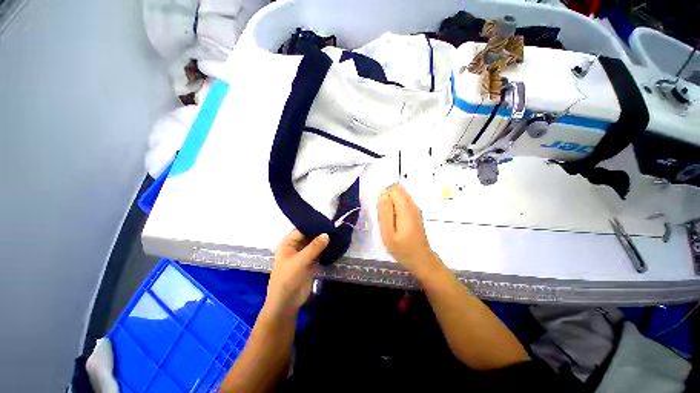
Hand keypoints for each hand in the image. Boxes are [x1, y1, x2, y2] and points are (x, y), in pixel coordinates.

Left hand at [266, 230, 328, 314]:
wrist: (287, 303)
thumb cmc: (287, 279)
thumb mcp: (300, 261)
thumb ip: (314, 247)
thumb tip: (327, 234)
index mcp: (288, 244)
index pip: (301, 230)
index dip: (313, 226)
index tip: (326, 222)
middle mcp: (295, 247)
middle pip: (308, 236)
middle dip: (320, 233)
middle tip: (334, 227)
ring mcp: (303, 255)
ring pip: (314, 244)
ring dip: (323, 241)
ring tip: (336, 234)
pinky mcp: (310, 262)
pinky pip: (318, 253)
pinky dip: (325, 249)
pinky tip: (334, 244)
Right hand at [377, 184, 442, 278]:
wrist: (421, 259)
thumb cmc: (402, 249)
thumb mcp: (388, 234)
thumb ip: (385, 213)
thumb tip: (383, 195)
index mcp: (406, 209)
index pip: (393, 189)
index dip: (384, 196)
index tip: (381, 211)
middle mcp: (412, 205)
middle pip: (397, 190)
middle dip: (387, 198)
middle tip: (384, 216)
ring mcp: (415, 208)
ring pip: (400, 195)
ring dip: (391, 203)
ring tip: (389, 220)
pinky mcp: (415, 212)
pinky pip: (403, 202)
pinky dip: (396, 207)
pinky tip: (394, 222)